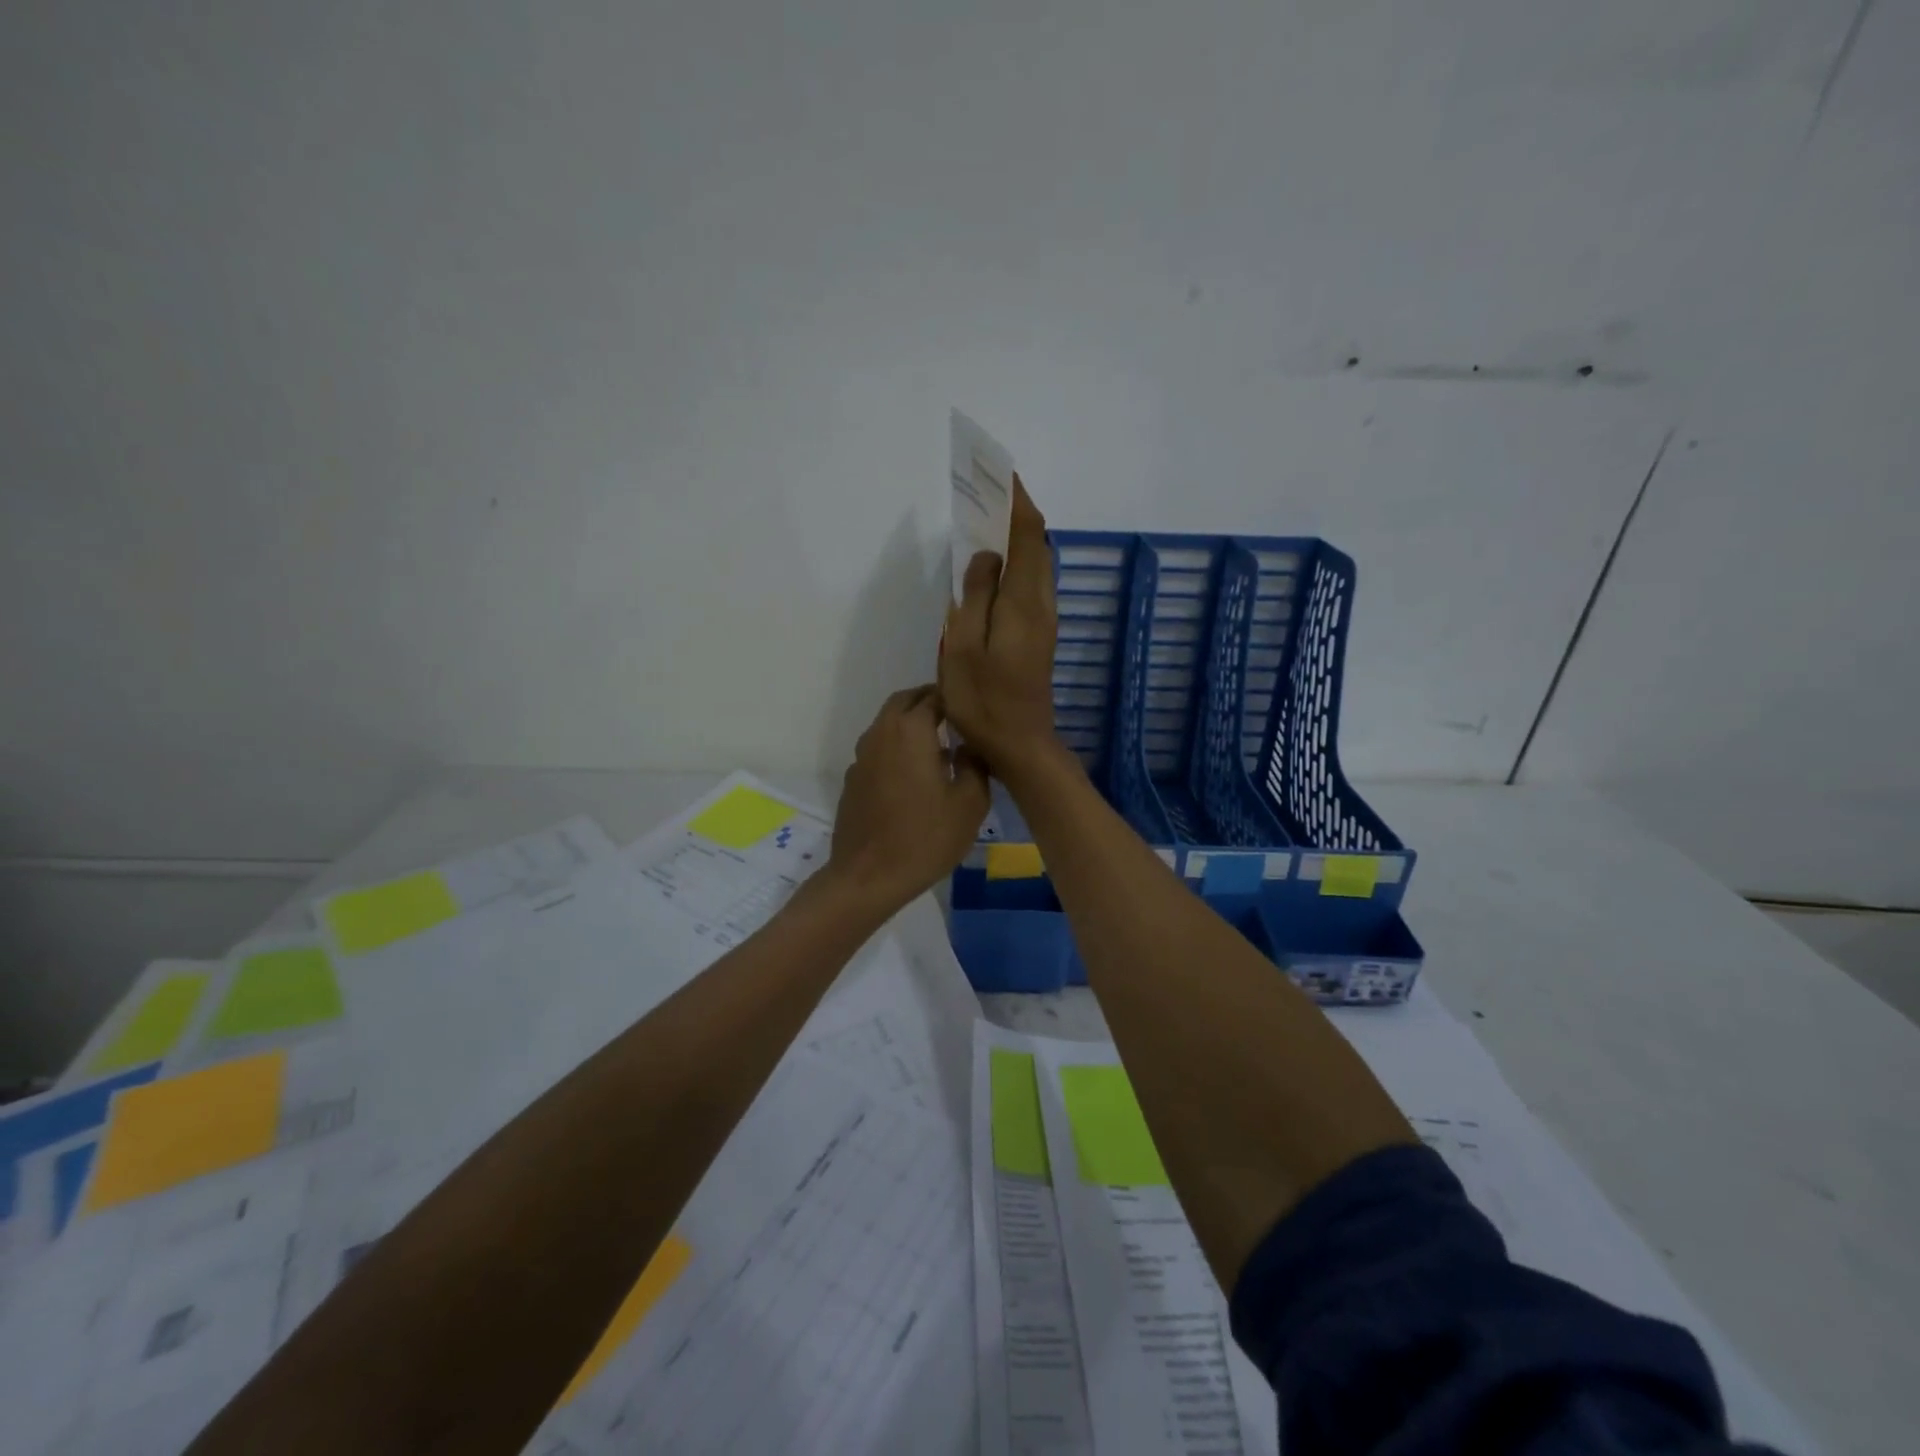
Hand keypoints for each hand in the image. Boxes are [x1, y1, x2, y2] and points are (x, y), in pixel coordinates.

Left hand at [824, 685, 990, 912]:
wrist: (868, 877)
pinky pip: (878, 750)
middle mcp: (881, 733)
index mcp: (911, 730)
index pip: (934, 695)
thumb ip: (975, 764)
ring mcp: (862, 756)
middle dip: (929, 702)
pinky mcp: (853, 779)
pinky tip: (914, 777)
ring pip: (888, 725)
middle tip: (955, 718)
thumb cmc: (925, 837)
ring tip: (939, 747)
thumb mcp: (970, 803)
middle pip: (905, 702)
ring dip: (911, 726)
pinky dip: (897, 749)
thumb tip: (969, 746)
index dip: (955, 697)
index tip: (974, 707)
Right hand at [940, 476, 1060, 777]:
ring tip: (986, 522)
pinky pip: (1030, 585)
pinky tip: (993, 569)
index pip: (1028, 536)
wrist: (1021, 745)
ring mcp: (1043, 621)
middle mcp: (1041, 605)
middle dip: (1017, 513)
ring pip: (1036, 565)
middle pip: (1037, 545)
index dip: (1018, 501)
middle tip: (987, 493)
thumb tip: (987, 556)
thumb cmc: (984, 700)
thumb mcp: (965, 647)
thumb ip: (976, 596)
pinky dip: (1016, 563)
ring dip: (1017, 538)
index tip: (1003, 473)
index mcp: (1023, 602)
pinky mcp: (1038, 636)